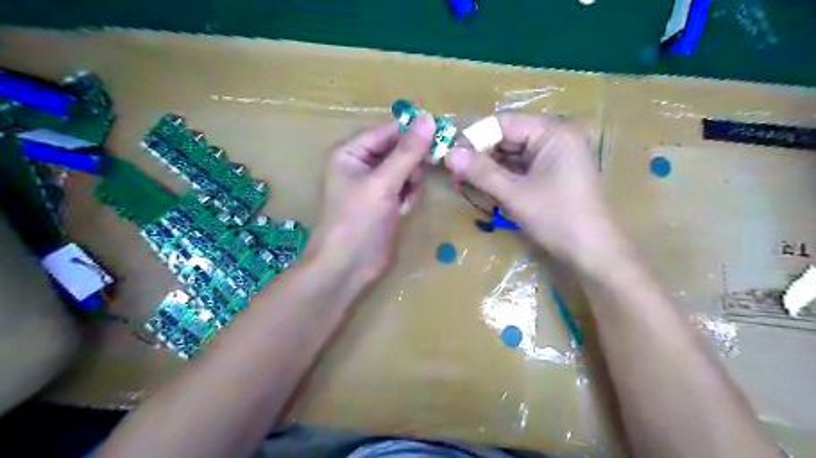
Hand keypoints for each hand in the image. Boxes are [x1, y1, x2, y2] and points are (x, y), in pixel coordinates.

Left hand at [304, 113, 432, 286]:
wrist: (347, 267)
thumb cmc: (358, 221)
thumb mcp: (383, 183)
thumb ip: (407, 152)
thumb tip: (428, 118)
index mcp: (351, 152)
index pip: (387, 131)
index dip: (413, 131)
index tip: (441, 133)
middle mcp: (361, 165)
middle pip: (398, 150)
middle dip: (412, 162)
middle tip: (430, 167)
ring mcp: (374, 186)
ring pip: (405, 170)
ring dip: (411, 181)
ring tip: (405, 197)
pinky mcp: (384, 203)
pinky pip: (405, 188)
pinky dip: (408, 196)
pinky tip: (403, 209)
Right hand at [445, 115, 619, 268]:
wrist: (593, 253)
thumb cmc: (557, 219)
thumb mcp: (515, 195)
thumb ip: (481, 172)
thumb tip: (448, 154)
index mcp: (552, 132)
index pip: (504, 122)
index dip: (475, 137)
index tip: (451, 155)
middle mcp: (556, 137)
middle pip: (508, 136)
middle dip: (482, 154)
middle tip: (456, 172)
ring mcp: (556, 156)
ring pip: (513, 154)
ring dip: (490, 167)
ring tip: (466, 181)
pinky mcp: (553, 173)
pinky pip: (522, 167)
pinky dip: (504, 177)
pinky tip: (488, 187)